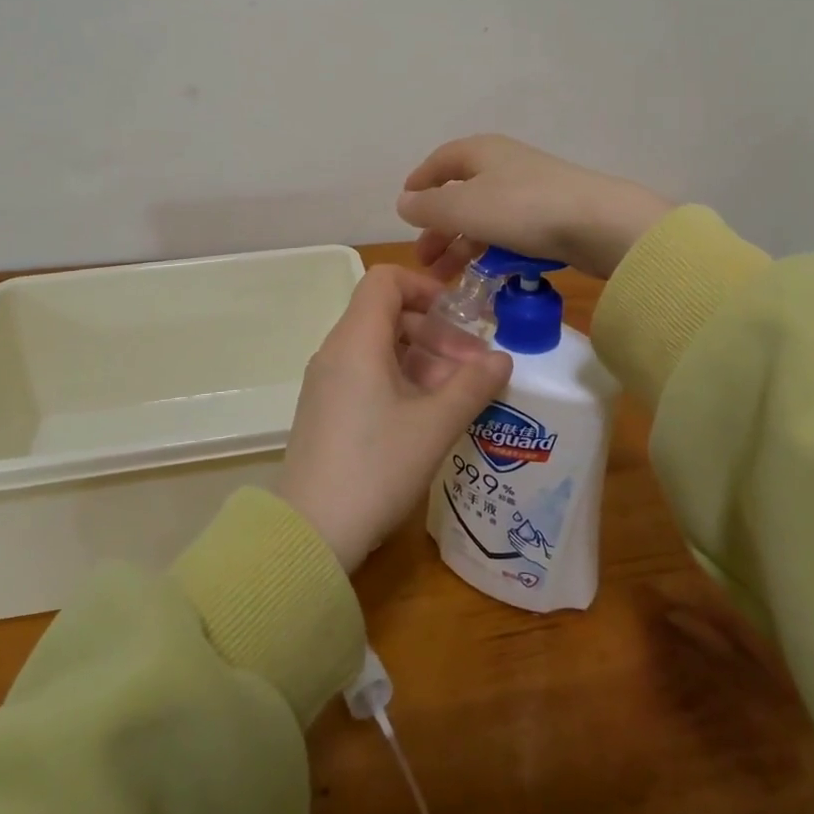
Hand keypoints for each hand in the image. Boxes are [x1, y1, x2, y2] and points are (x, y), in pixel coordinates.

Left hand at [279, 265, 512, 571]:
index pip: (386, 280)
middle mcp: (337, 351)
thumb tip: (502, 358)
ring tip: (459, 395)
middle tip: (474, 367)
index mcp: (356, 340)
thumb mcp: (434, 425)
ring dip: (424, 360)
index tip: (459, 316)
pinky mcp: (327, 409)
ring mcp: (328, 381)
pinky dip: (402, 380)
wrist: (311, 533)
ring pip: (381, 348)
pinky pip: (367, 374)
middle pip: (388, 315)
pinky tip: (429, 415)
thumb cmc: (376, 467)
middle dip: (437, 333)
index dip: (425, 287)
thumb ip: (472, 385)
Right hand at [395, 134, 672, 281]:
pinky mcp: (551, 217)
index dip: (419, 184)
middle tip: (425, 260)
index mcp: (481, 152)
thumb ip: (428, 206)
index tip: (404, 210)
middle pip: (460, 194)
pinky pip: (509, 233)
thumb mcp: (464, 207)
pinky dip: (491, 251)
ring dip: (462, 246)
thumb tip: (403, 202)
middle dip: (439, 228)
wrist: (599, 224)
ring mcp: (530, 191)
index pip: (439, 162)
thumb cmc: (522, 208)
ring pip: (484, 217)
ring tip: (447, 278)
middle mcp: (504, 165)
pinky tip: (485, 276)